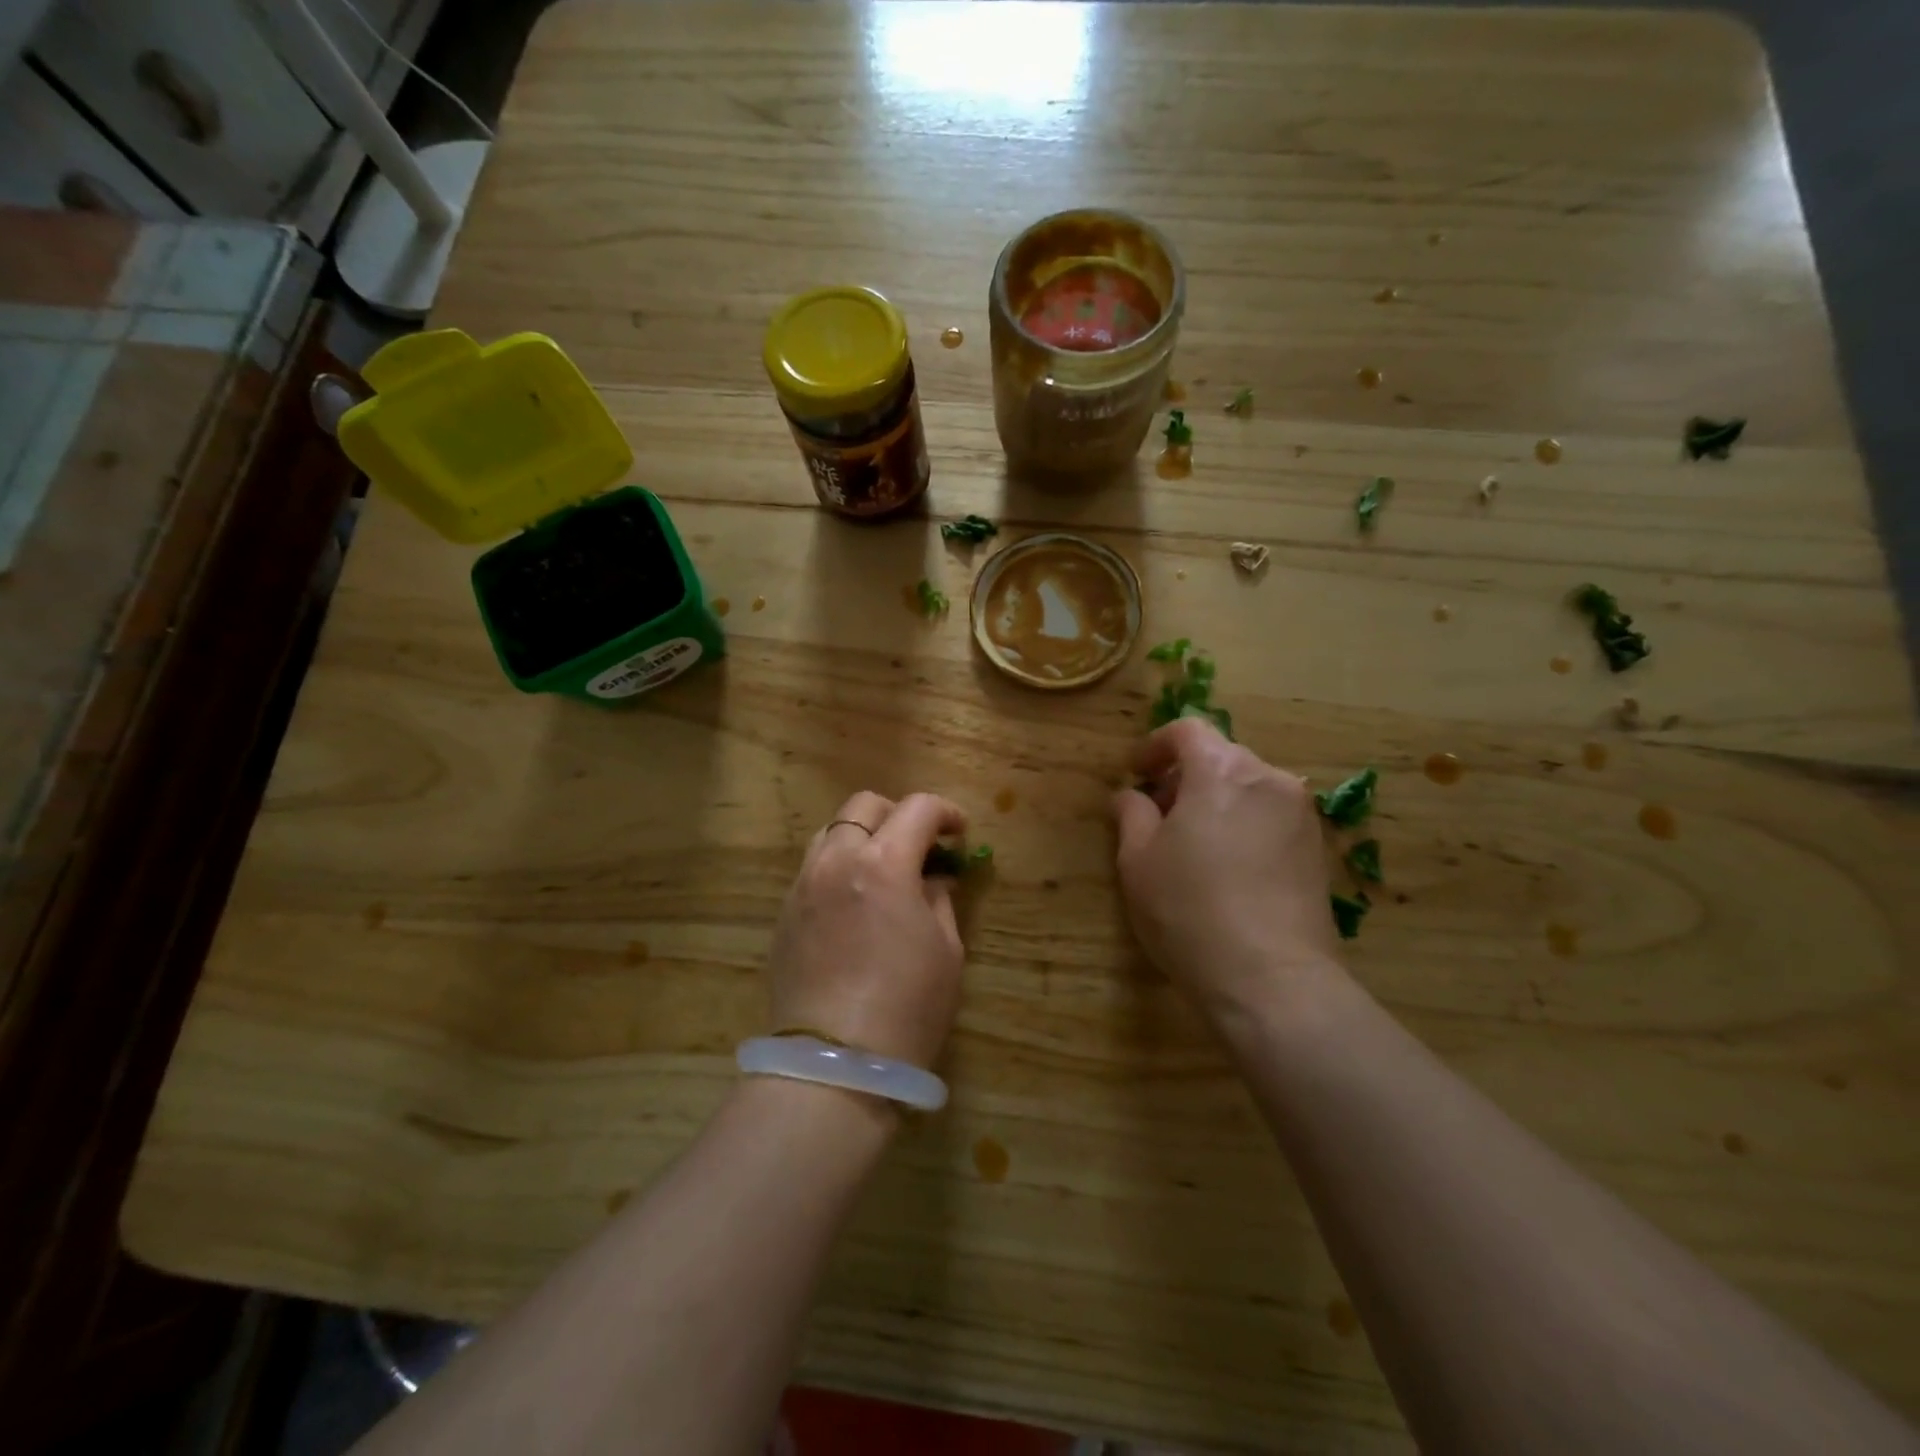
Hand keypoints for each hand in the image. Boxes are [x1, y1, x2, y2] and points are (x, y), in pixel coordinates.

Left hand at [768, 791, 967, 1068]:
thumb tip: (934, 879)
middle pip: (865, 806)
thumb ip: (940, 899)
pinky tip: (855, 901)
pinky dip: (839, 866)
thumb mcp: (946, 950)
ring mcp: (803, 885)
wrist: (834, 1064)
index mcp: (883, 863)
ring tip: (884, 869)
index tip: (960, 833)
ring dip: (863, 836)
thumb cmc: (907, 1007)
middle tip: (921, 846)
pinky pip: (813, 868)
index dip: (947, 813)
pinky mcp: (785, 912)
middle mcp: (836, 860)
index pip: (918, 808)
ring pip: (832, 831)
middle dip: (899, 814)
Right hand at [1111, 719, 1338, 1020]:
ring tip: (1191, 845)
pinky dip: (1243, 824)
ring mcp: (1301, 814)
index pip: (1188, 731)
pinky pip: (1271, 817)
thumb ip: (1131, 814)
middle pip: (1221, 757)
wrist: (1271, 980)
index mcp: (1222, 771)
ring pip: (1248, 788)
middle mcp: (1269, 780)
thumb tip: (1132, 796)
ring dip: (1216, 801)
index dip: (1155, 746)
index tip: (1136, 774)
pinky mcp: (1318, 849)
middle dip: (1185, 777)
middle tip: (1157, 815)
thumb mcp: (1138, 860)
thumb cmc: (1189, 911)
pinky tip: (1227, 868)